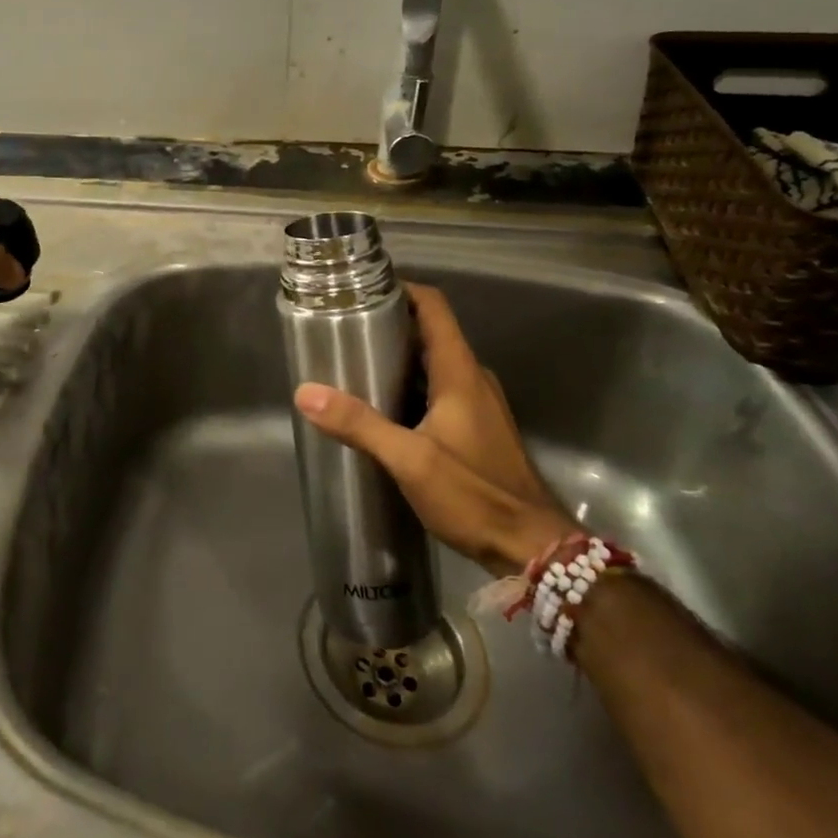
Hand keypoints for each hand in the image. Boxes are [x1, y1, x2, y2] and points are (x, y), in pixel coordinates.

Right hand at [294, 282, 573, 571]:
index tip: (363, 290)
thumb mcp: (410, 460)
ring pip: (433, 364)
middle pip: (430, 333)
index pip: (434, 308)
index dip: (402, 290)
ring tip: (353, 364)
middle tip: (344, 329)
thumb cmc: (475, 495)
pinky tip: (381, 408)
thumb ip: (360, 425)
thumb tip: (306, 392)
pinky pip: (438, 390)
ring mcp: (477, 404)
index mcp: (460, 372)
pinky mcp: (475, 428)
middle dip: (389, 325)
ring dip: (398, 358)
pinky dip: (409, 387)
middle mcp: (471, 378)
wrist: (532, 547)